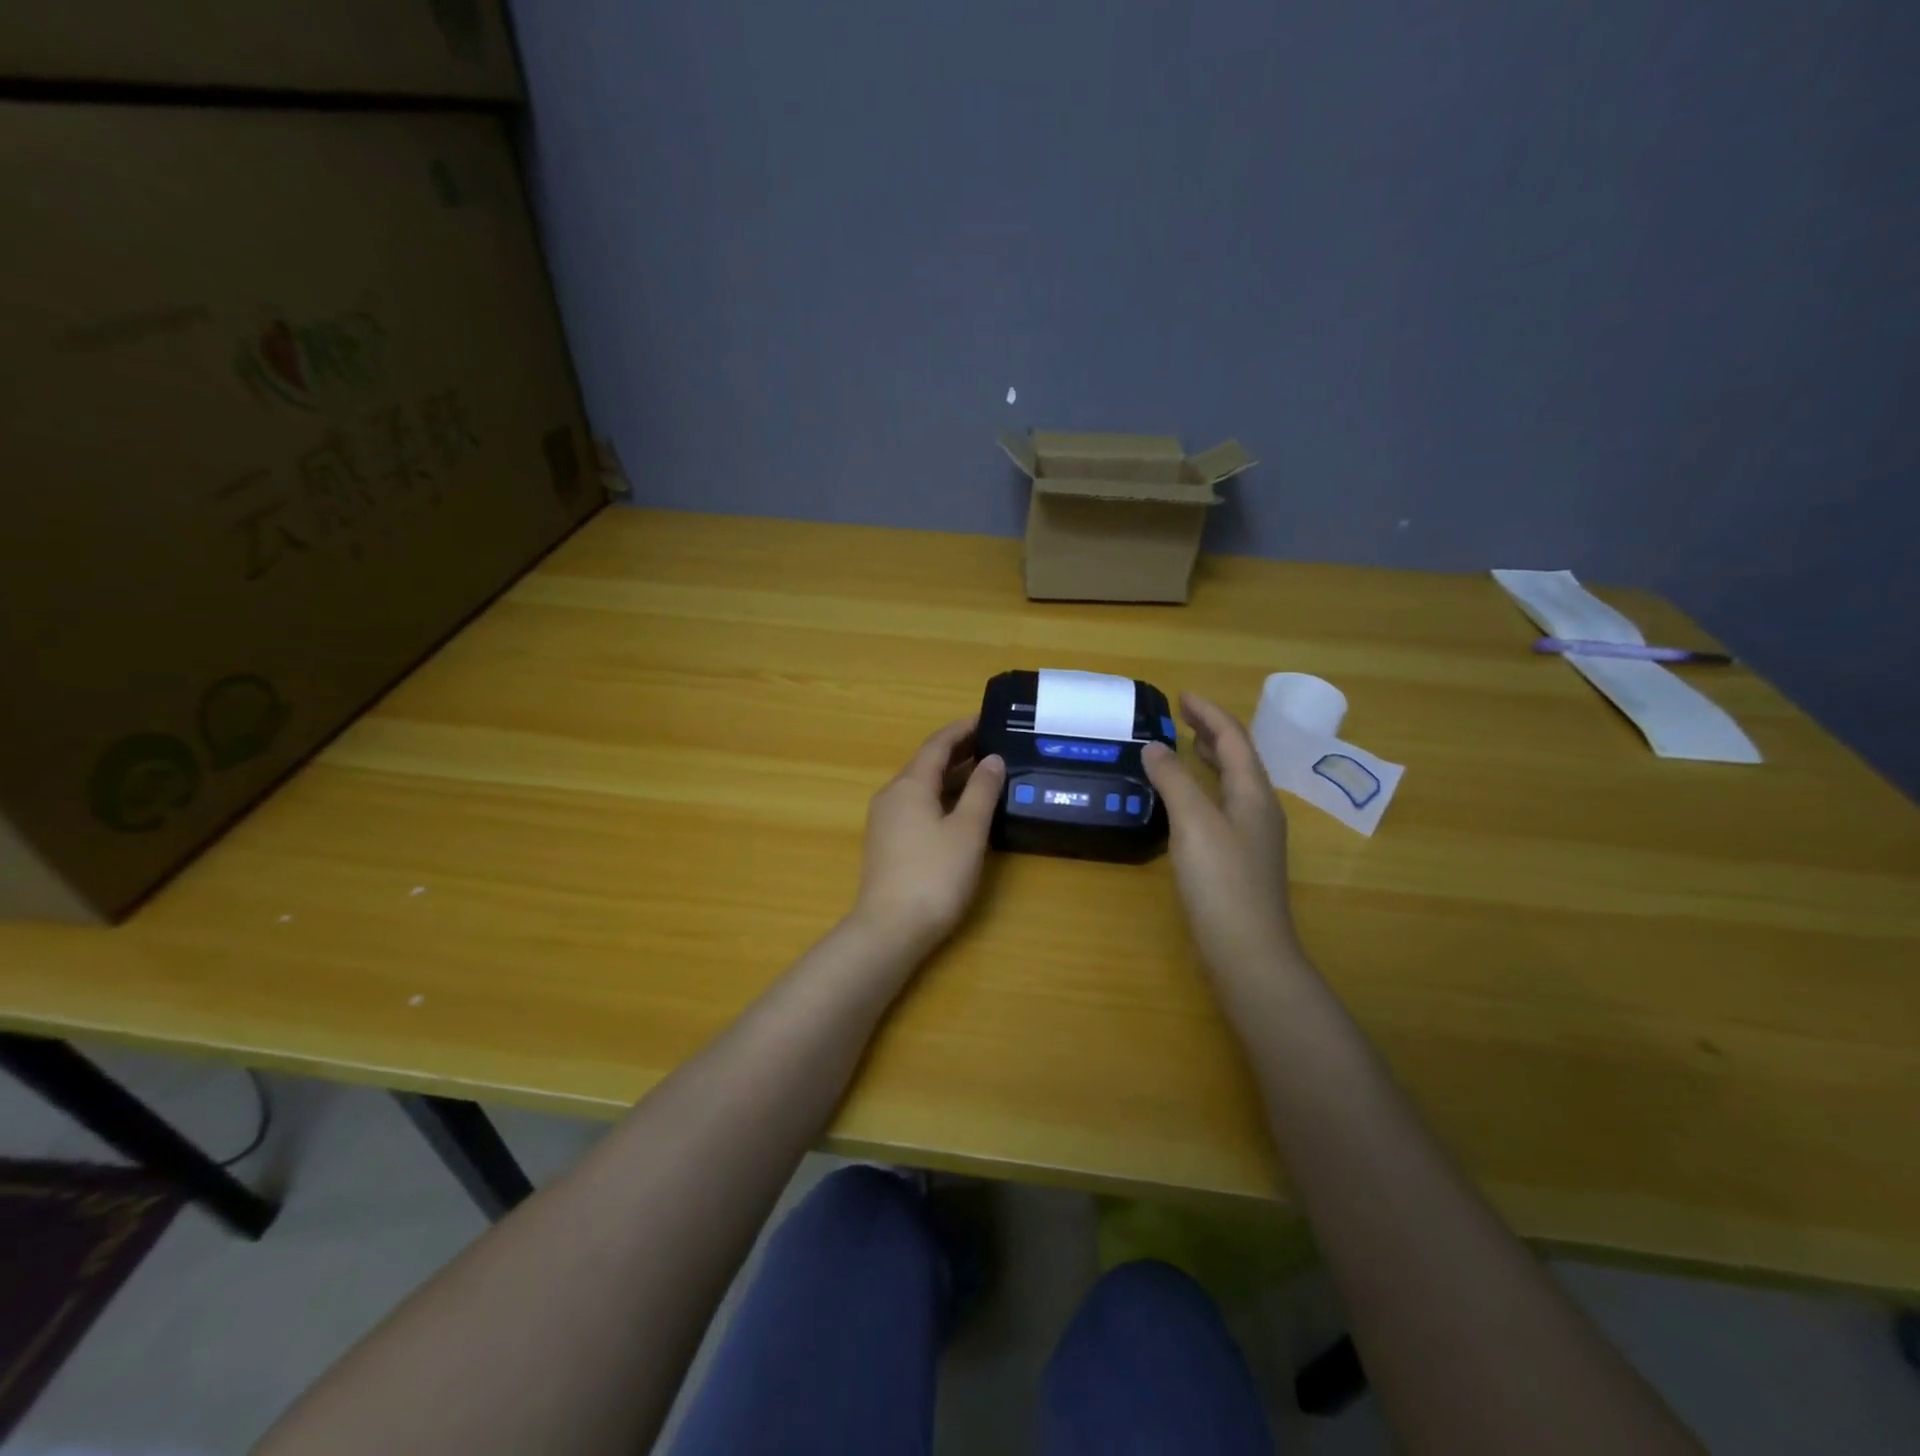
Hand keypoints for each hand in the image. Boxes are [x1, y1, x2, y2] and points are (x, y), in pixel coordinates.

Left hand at [851, 716, 1004, 958]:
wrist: (890, 929)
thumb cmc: (934, 875)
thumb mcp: (967, 830)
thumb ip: (982, 791)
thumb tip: (993, 759)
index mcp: (910, 785)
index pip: (937, 744)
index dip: (962, 729)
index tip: (987, 718)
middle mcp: (892, 795)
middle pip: (926, 763)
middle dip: (959, 752)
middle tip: (994, 745)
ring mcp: (886, 821)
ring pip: (922, 787)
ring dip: (951, 777)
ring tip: (985, 774)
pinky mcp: (887, 843)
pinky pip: (917, 806)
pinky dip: (941, 798)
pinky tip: (961, 810)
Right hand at [1142, 693, 1304, 978]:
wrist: (1248, 950)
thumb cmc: (1222, 881)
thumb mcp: (1194, 823)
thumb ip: (1174, 781)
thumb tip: (1154, 746)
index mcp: (1254, 793)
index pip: (1234, 738)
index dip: (1209, 713)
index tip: (1182, 695)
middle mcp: (1259, 809)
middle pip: (1239, 757)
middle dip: (1213, 732)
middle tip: (1183, 716)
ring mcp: (1253, 836)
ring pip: (1233, 783)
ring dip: (1212, 759)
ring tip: (1188, 746)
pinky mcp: (1240, 859)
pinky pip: (1224, 806)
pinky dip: (1206, 788)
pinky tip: (1188, 800)